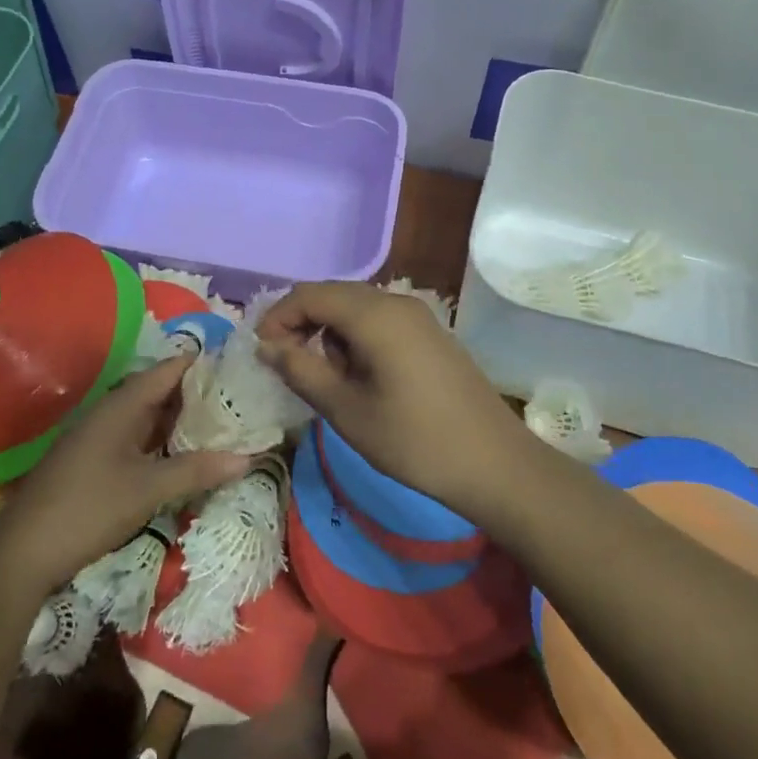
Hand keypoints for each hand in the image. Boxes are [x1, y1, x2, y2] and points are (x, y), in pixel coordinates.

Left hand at [0, 356, 252, 595]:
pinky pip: (138, 439)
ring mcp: (101, 437)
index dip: (202, 364)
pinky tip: (185, 454)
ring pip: (149, 417)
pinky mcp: (96, 461)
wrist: (23, 552)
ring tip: (223, 423)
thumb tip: (247, 458)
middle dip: (198, 394)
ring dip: (181, 420)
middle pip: (160, 391)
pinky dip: (163, 441)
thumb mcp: (148, 490)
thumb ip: (196, 470)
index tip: (238, 365)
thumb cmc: (88, 509)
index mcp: (122, 406)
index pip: (169, 370)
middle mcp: (111, 412)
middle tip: (240, 398)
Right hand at [256, 282, 536, 514]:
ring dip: (331, 333)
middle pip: (333, 295)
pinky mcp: (431, 334)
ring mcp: (418, 316)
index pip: (309, 295)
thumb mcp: (346, 410)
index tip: (262, 354)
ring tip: (330, 380)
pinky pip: (380, 321)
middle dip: (302, 323)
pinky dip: (357, 339)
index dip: (278, 318)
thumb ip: (301, 370)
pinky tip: (362, 378)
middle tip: (287, 365)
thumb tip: (266, 346)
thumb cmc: (413, 440)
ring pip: (356, 308)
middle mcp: (396, 302)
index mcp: (374, 314)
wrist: (494, 463)